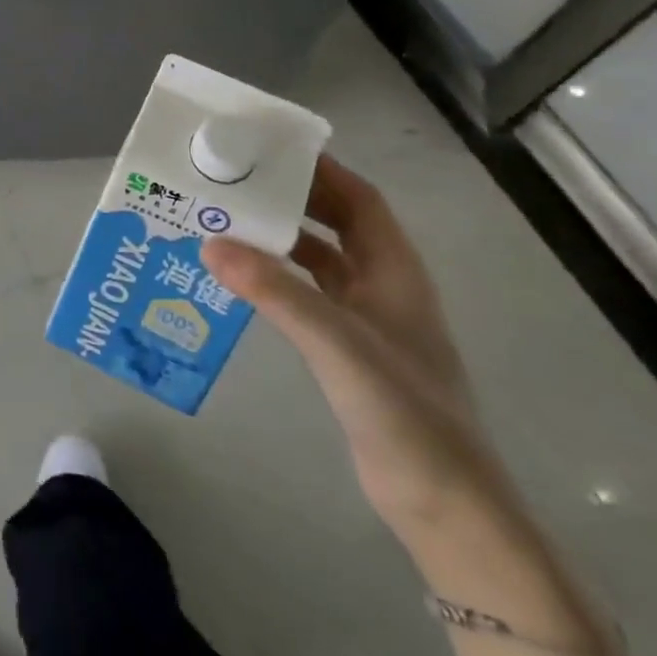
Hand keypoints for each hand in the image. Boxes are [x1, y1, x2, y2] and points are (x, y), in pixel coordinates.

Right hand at [203, 155, 510, 542]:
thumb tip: (211, 243)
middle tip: (235, 182)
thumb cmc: (404, 413)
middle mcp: (383, 287)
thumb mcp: (337, 344)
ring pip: (319, 260)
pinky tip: (242, 280)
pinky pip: (307, 295)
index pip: (360, 201)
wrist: (445, 505)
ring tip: (227, 221)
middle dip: (291, 199)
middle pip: (337, 224)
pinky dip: (277, 279)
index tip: (270, 150)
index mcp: (394, 272)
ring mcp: (368, 320)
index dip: (321, 170)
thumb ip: (276, 292)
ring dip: (280, 239)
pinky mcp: (349, 350)